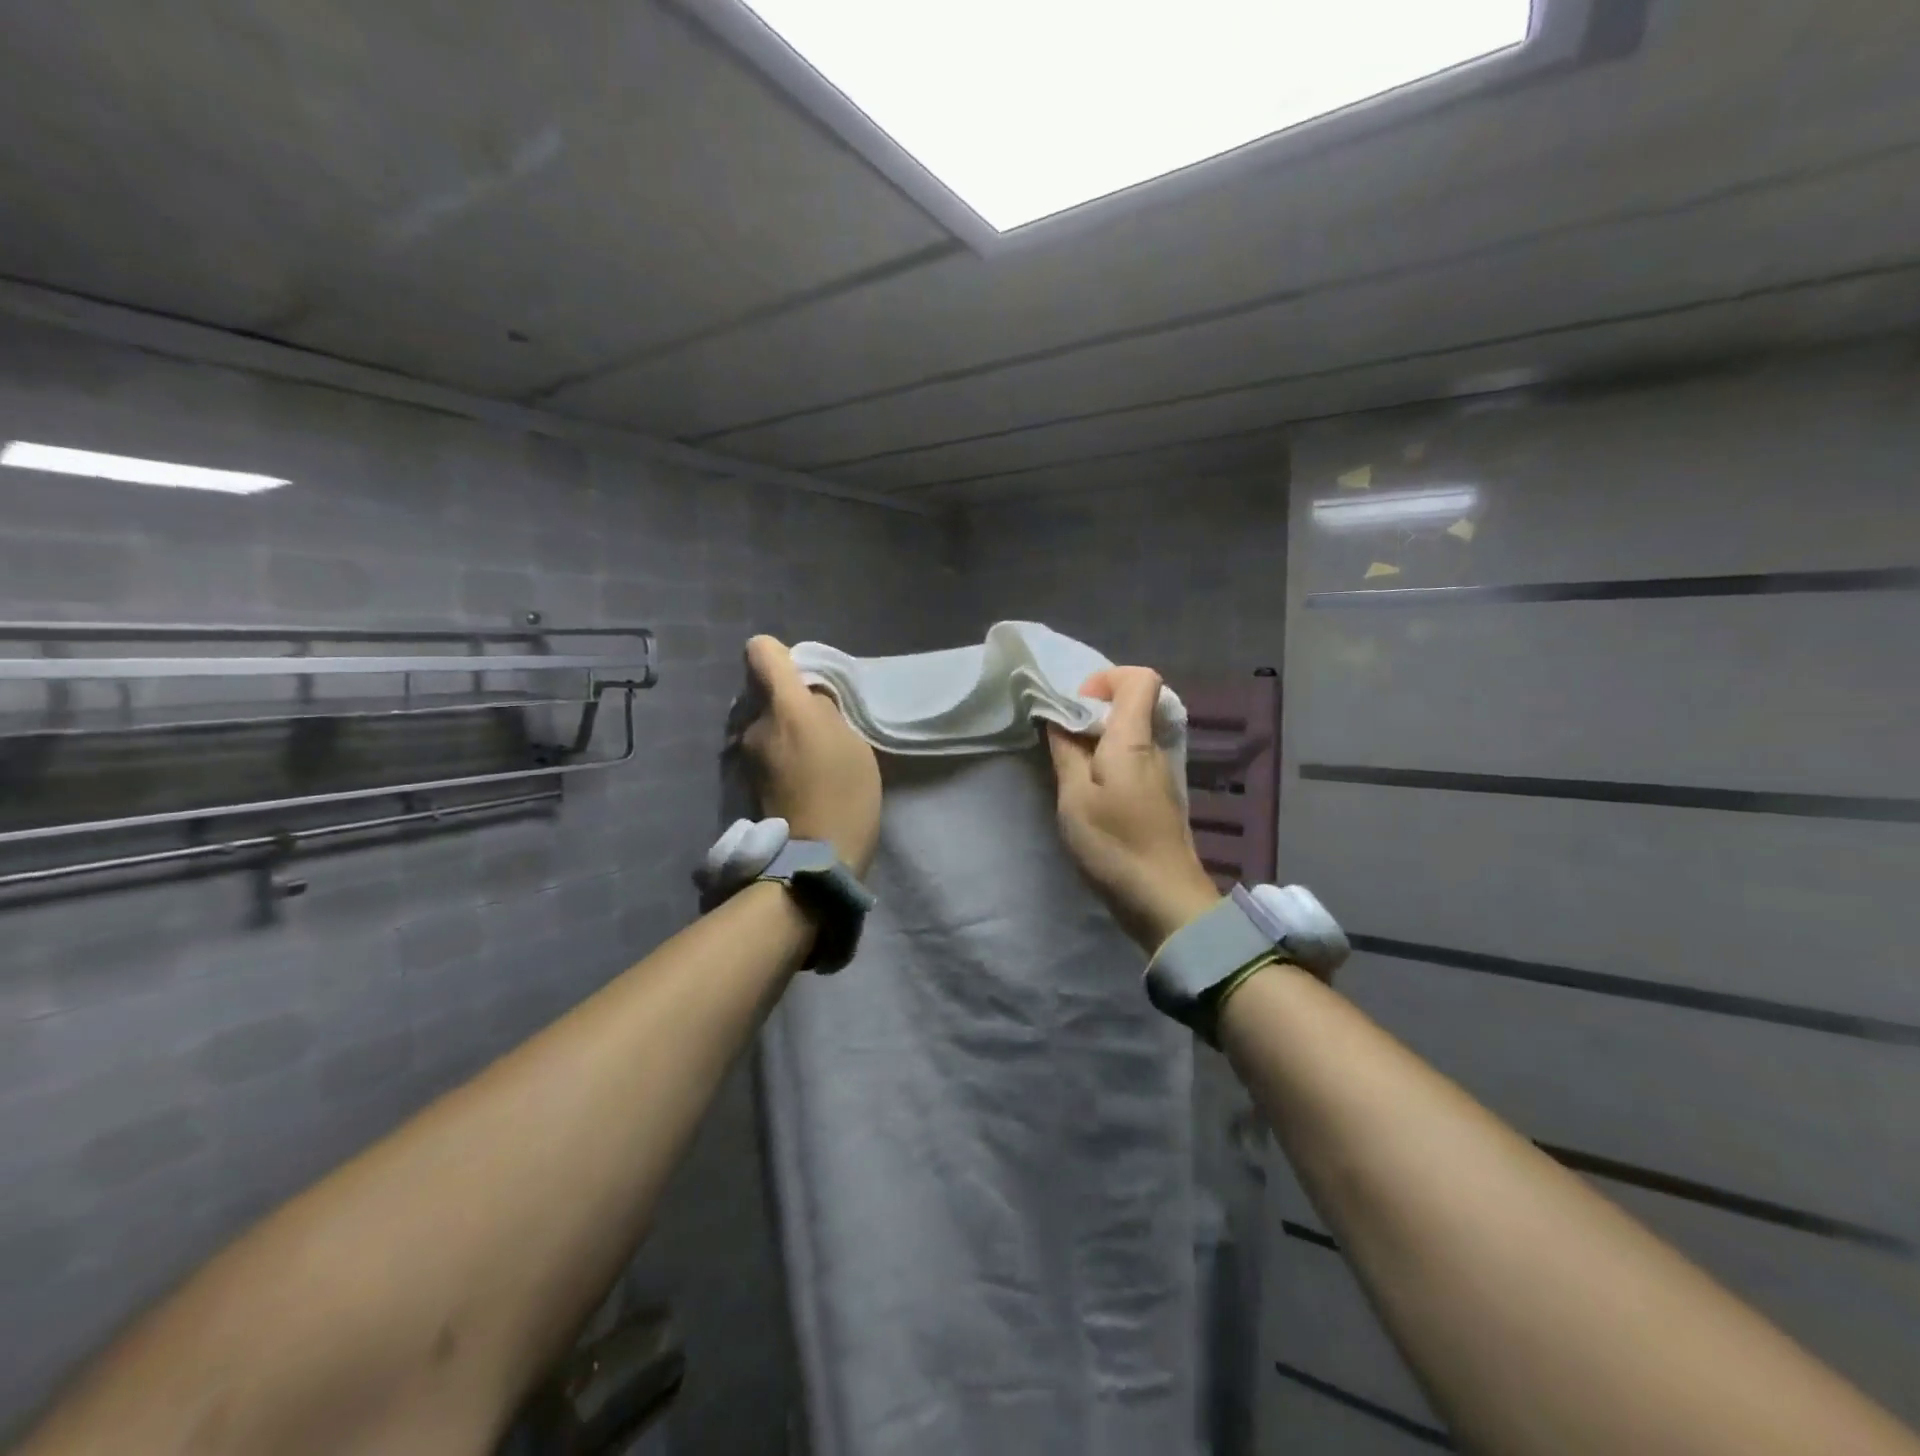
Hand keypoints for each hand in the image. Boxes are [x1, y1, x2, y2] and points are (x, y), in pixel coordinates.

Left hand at [741, 636, 882, 875]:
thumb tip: (808, 698)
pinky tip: (800, 777)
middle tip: (819, 724)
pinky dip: (777, 754)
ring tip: (811, 756)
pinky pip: (761, 749)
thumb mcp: (852, 741)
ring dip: (781, 729)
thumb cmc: (844, 792)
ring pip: (761, 721)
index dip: (782, 656)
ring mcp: (744, 754)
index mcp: (783, 706)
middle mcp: (753, 723)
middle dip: (786, 700)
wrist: (815, 857)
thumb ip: (826, 708)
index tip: (806, 679)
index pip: (761, 651)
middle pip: (761, 690)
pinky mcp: (744, 779)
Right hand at [1046, 666, 1220, 952]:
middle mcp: (1155, 749)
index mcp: (1134, 740)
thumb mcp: (1075, 798)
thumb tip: (1060, 719)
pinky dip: (1109, 767)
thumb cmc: (1115, 844)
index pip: (1140, 678)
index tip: (1075, 706)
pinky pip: (1133, 763)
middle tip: (1061, 743)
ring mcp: (1161, 775)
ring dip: (1098, 744)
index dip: (1106, 679)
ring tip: (1070, 774)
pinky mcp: (1159, 800)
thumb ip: (1066, 752)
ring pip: (1130, 738)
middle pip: (1133, 706)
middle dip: (1093, 714)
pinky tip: (1091, 798)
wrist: (1165, 901)